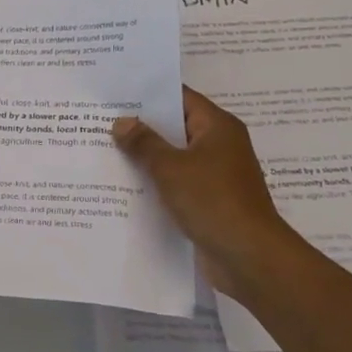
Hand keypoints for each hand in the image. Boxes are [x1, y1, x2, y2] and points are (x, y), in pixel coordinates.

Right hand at [112, 87, 299, 298]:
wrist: (250, 258)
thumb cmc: (213, 200)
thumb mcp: (170, 167)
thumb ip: (144, 142)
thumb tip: (121, 122)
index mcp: (217, 127)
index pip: (180, 97)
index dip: (148, 94)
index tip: (116, 93)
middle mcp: (220, 145)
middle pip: (175, 127)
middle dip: (141, 126)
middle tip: (102, 120)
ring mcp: (216, 175)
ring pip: (174, 157)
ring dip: (147, 157)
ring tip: (106, 150)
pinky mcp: (210, 201)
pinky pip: (178, 182)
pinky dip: (157, 182)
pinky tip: (126, 185)